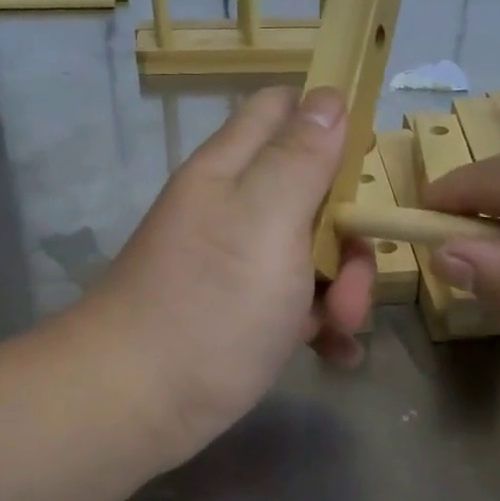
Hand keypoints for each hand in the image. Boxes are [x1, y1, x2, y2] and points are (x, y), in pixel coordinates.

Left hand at [83, 86, 375, 466]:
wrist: (135, 405)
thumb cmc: (209, 305)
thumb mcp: (266, 220)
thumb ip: (300, 157)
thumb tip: (329, 95)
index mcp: (233, 170)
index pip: (283, 109)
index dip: (330, 121)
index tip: (365, 165)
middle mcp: (235, 208)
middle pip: (312, 189)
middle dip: (347, 228)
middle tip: (353, 275)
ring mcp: (237, 263)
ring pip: (311, 251)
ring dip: (344, 285)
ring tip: (343, 328)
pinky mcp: (242, 313)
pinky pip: (297, 302)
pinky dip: (324, 323)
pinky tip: (338, 353)